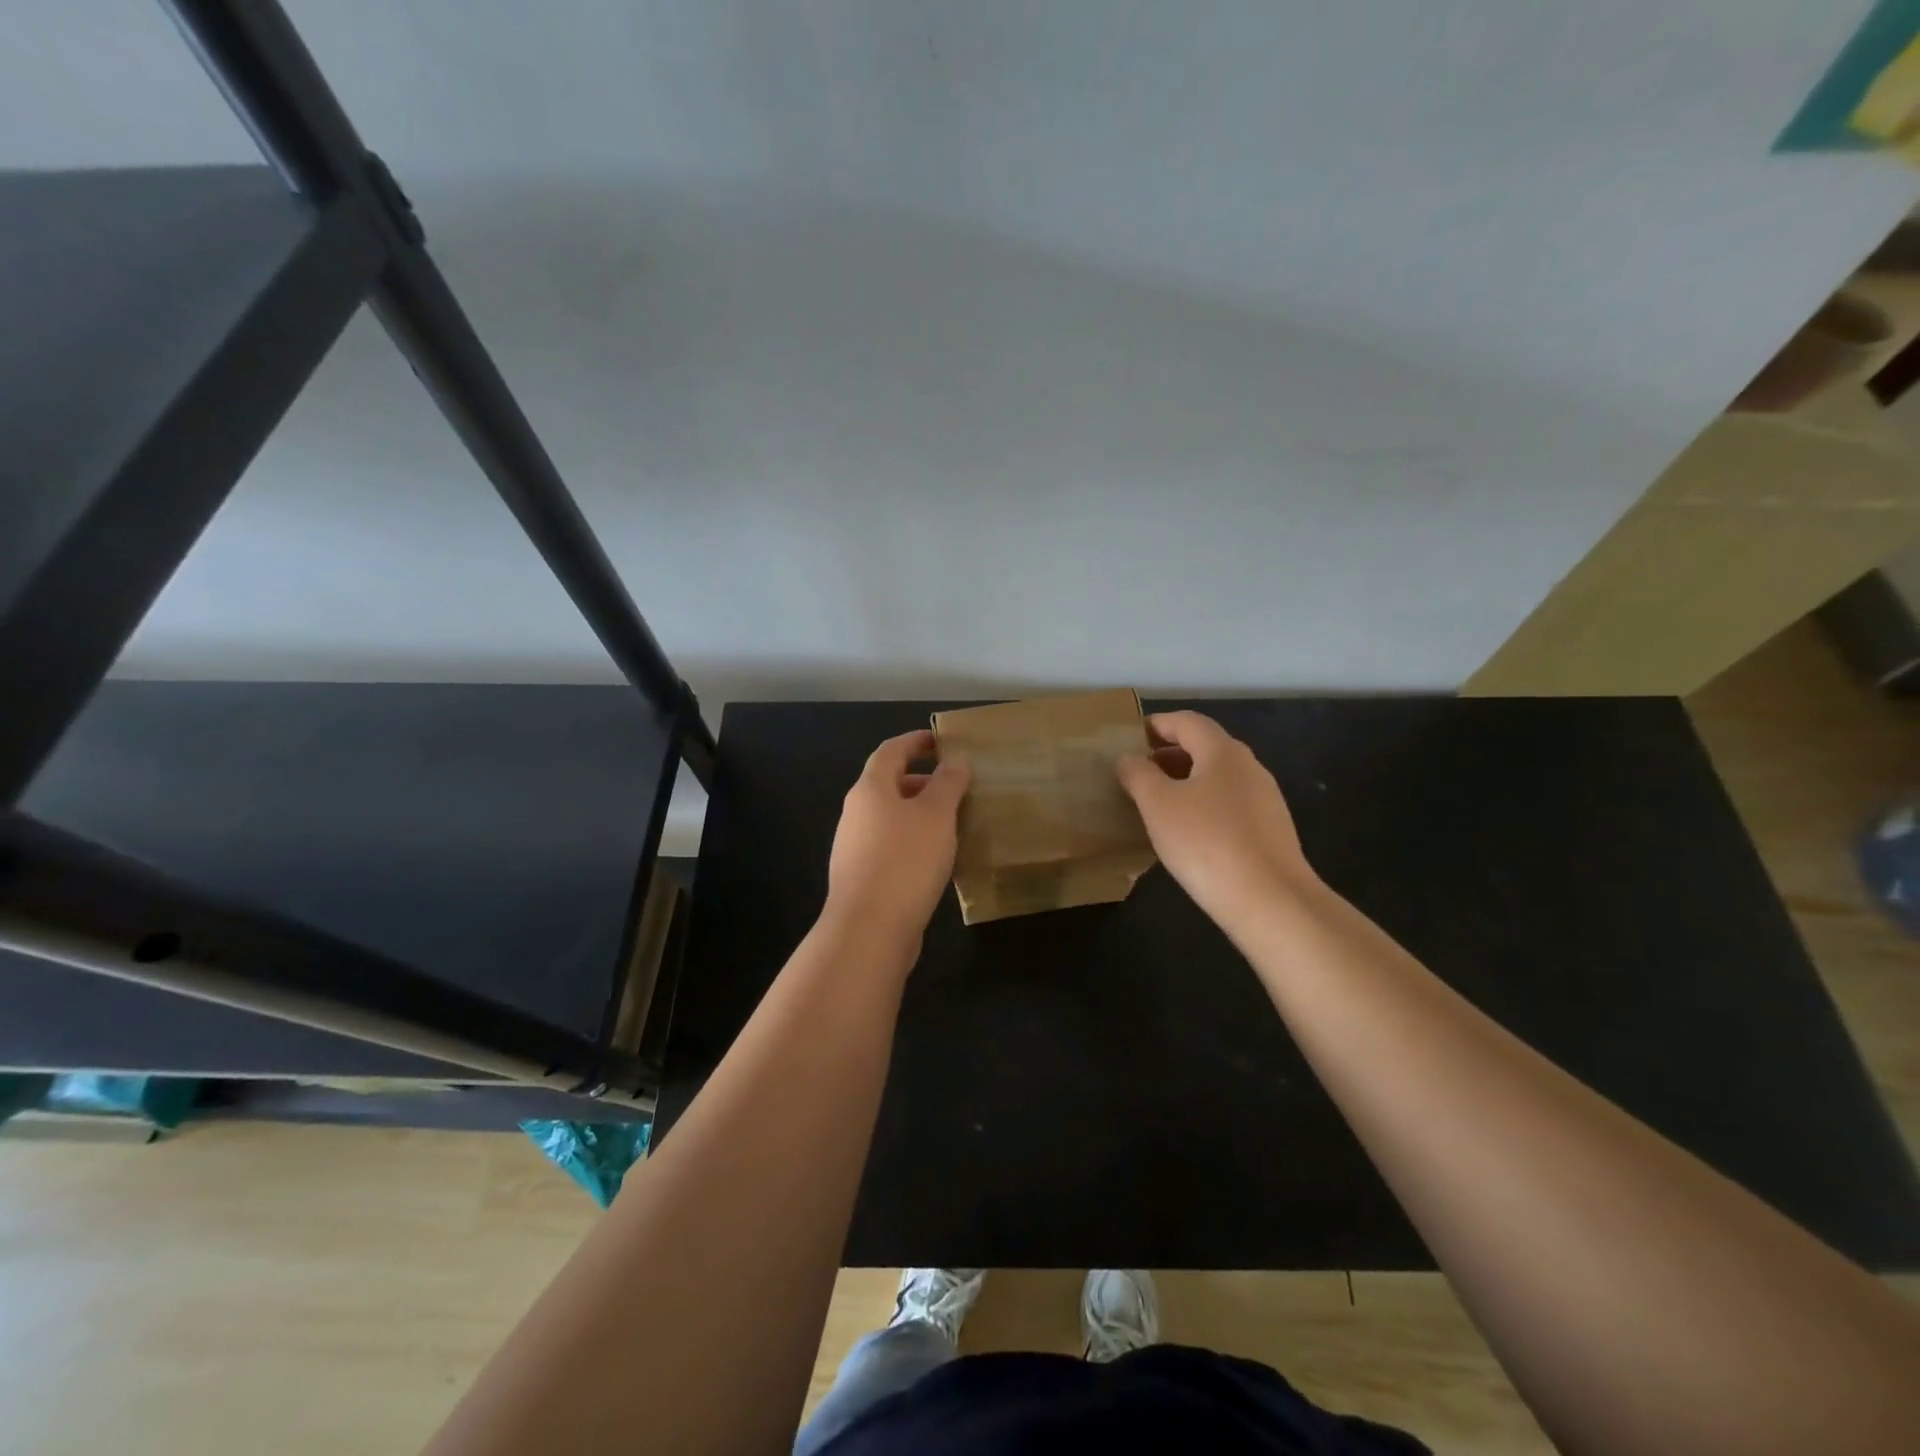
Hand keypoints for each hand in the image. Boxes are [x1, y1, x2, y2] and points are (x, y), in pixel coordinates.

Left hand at [825, 729, 971, 947]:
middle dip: (922, 780)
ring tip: (952, 822)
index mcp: (870, 789)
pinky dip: (913, 840)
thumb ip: (948, 783)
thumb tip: (956, 759)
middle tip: (955, 786)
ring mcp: (854, 846)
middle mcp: (856, 813)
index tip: (941, 741)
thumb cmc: (906, 861)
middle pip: (888, 784)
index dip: (916, 741)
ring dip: (919, 813)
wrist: (869, 929)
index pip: (891, 751)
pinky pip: (890, 845)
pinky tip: (936, 858)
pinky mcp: (861, 876)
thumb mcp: (936, 815)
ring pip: (890, 817)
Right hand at [1116, 711, 1317, 928]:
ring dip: (1185, 782)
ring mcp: (1264, 800)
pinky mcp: (1270, 831)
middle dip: (1168, 755)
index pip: (1187, 722)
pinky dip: (1202, 806)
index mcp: (1223, 752)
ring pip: (1217, 778)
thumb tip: (1129, 758)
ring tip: (1155, 804)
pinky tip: (1186, 834)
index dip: (1157, 724)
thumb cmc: (1206, 842)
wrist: (1270, 901)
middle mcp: (1249, 768)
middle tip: (1137, 772)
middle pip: (1204, 747)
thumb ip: (1138, 774)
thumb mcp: (1158, 805)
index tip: (1129, 736)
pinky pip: (1228, 805)